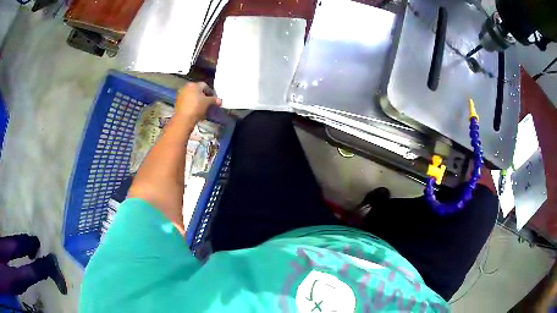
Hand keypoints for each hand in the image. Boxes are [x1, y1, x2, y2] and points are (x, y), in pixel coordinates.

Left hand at [175, 82, 221, 121]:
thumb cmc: (197, 107)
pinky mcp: (178, 102)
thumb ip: (214, 100)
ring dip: (197, 100)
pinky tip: (195, 110)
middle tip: (209, 103)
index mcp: (194, 84)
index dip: (211, 92)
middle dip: (204, 96)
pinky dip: (192, 104)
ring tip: (202, 108)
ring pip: (192, 96)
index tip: (214, 99)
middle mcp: (186, 87)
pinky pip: (187, 101)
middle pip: (198, 90)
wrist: (183, 119)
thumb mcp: (208, 103)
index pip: (205, 86)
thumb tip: (220, 100)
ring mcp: (181, 94)